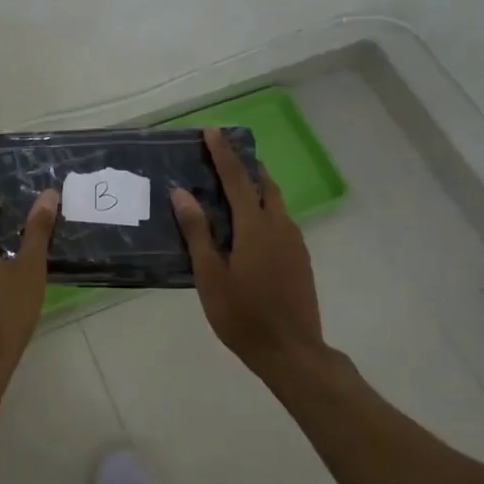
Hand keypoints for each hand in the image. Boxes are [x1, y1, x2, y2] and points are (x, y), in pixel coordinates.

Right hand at [172, 127, 324, 377]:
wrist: (292, 352)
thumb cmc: (243, 316)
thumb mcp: (210, 276)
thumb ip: (198, 232)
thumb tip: (182, 193)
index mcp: (255, 227)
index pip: (237, 179)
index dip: (224, 153)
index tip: (213, 131)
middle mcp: (279, 226)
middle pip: (264, 183)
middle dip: (244, 164)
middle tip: (222, 154)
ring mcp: (294, 241)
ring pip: (276, 201)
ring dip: (256, 185)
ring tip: (232, 185)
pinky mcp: (300, 257)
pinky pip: (280, 219)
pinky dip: (264, 207)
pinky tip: (248, 224)